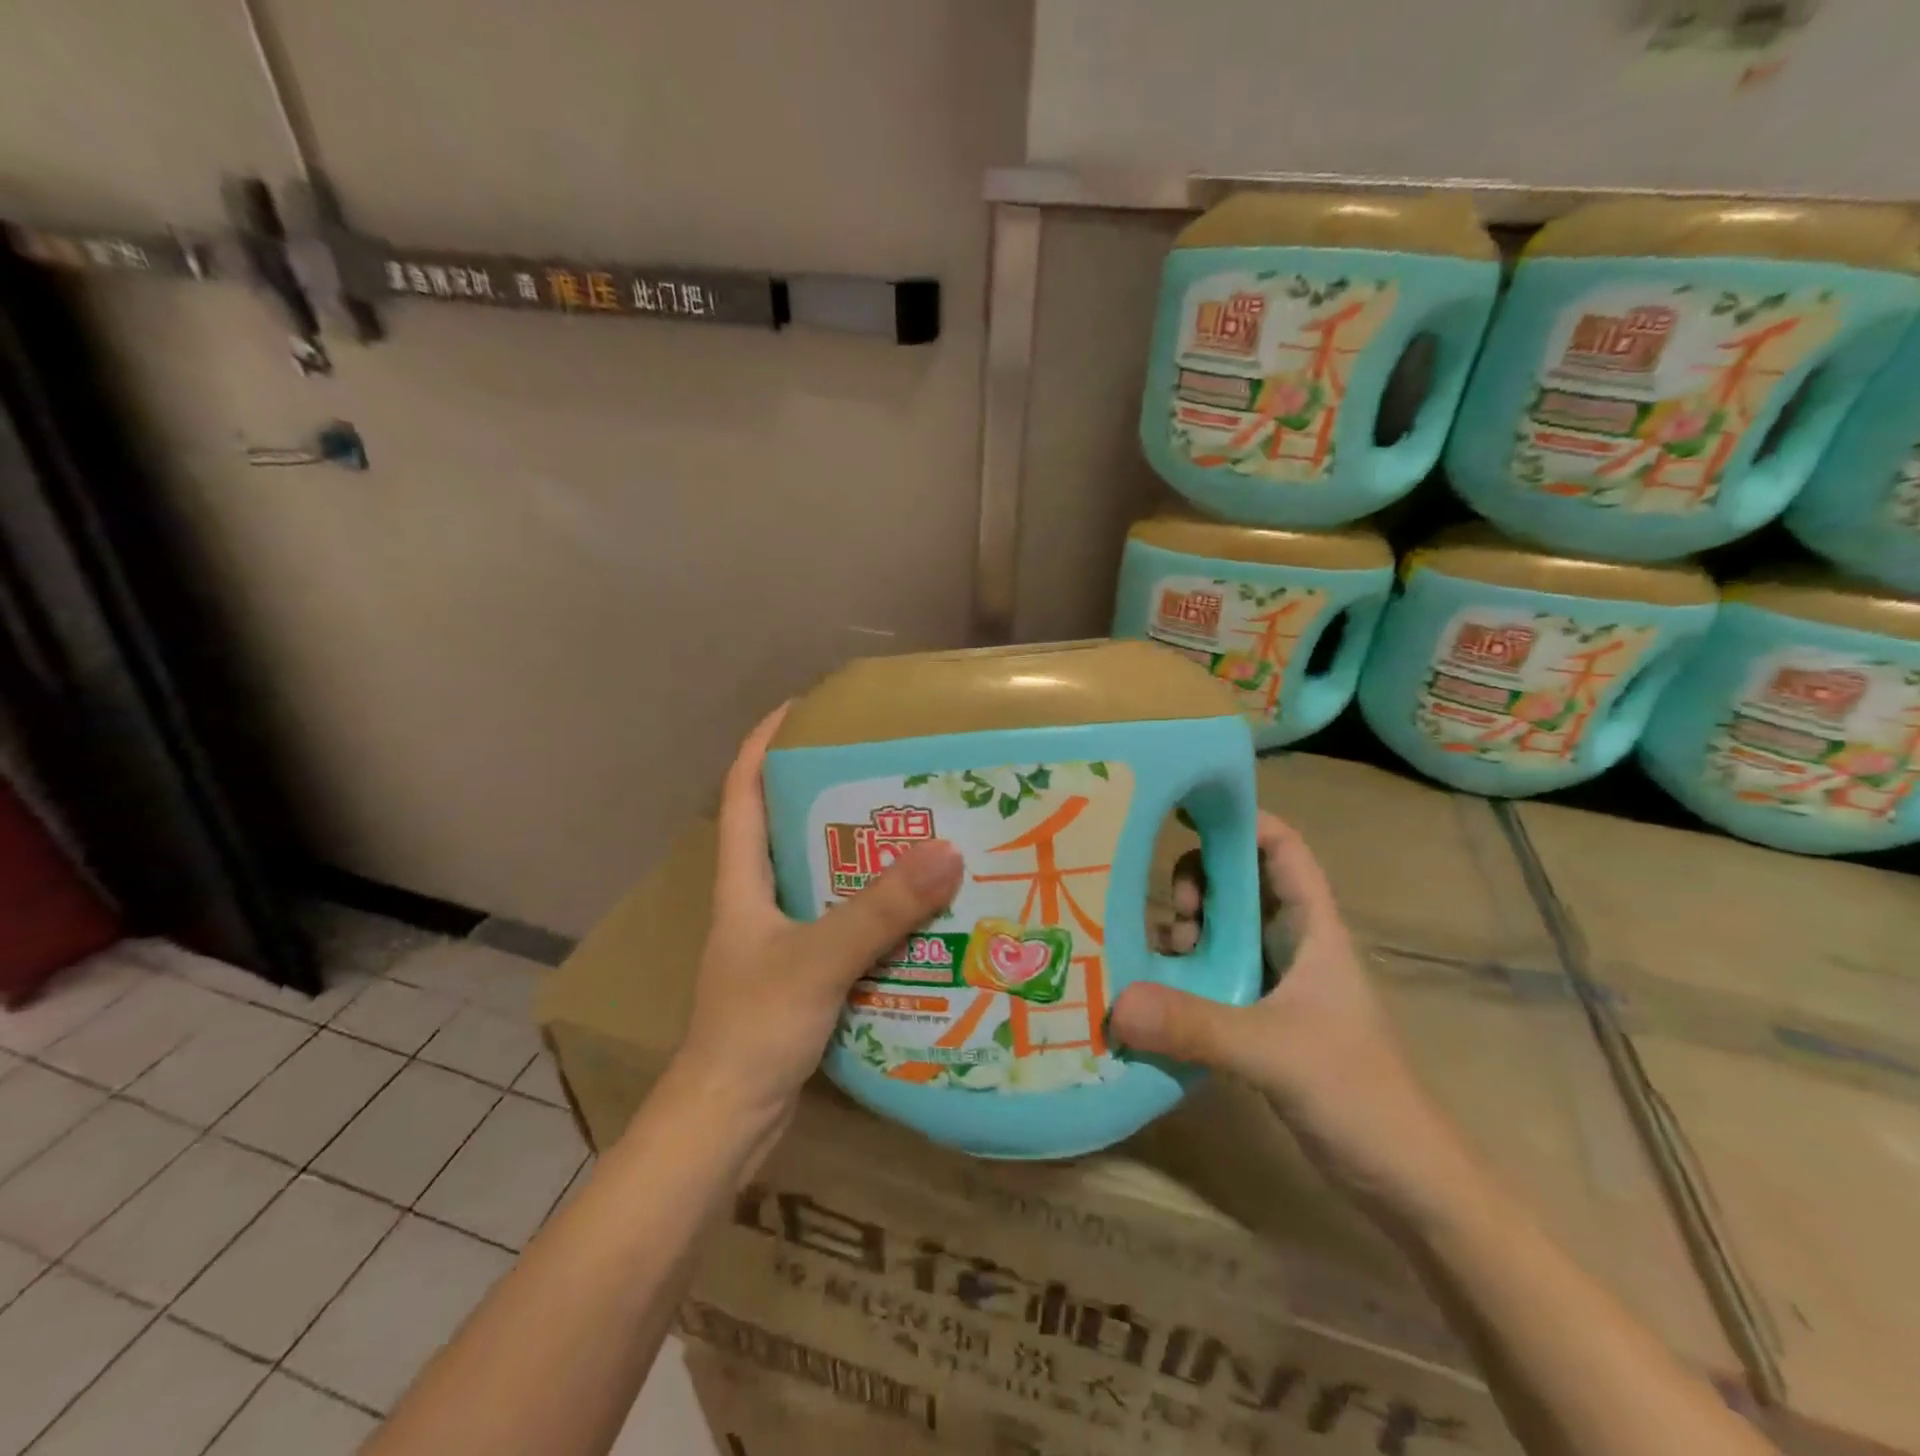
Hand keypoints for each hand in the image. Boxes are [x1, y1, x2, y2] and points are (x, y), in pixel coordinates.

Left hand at [672, 705, 964, 1134]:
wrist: (726, 1126)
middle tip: (887, 771)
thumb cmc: (752, 1031)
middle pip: (789, 829)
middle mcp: (758, 903)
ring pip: (822, 879)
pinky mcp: (804, 976)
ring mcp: (780, 941)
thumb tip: (947, 851)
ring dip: (861, 856)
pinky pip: (843, 925)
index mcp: (742, 883)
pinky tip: (919, 911)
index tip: (802, 707)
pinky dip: (874, 910)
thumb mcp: (816, 961)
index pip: (743, 793)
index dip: (764, 744)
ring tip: (916, 830)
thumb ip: (878, 910)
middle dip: (829, 794)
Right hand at [1114, 813, 1475, 1224]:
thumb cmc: (1360, 1095)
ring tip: (1155, 960)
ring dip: (1185, 933)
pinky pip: (1212, 976)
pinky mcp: (1260, 1020)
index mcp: (1313, 929)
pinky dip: (1182, 974)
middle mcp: (1291, 945)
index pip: (1281, 848)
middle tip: (1170, 918)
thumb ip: (1197, 1026)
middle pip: (1238, 883)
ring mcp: (1275, 983)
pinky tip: (1151, 993)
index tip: (1183, 812)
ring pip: (1221, 931)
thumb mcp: (1275, 1052)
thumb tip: (1116, 1003)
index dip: (1240, 820)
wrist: (1409, 1184)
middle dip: (1197, 885)